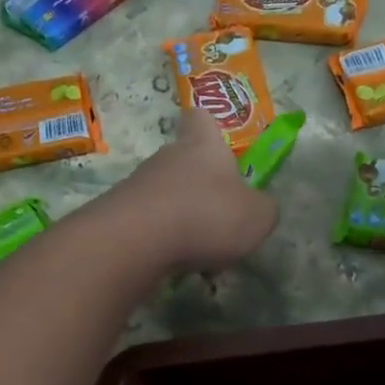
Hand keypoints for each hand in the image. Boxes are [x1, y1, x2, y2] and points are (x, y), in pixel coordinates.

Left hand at [115, 109, 277, 271]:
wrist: (136, 242)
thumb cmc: (207, 215)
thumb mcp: (257, 216)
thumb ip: (263, 209)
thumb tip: (258, 208)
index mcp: (203, 145)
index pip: (200, 118)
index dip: (210, 128)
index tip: (219, 144)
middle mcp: (167, 157)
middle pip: (185, 162)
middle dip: (202, 187)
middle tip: (222, 217)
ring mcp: (139, 185)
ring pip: (168, 197)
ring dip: (185, 219)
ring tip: (202, 253)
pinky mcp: (120, 216)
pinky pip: (151, 226)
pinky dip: (165, 243)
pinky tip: (177, 266)